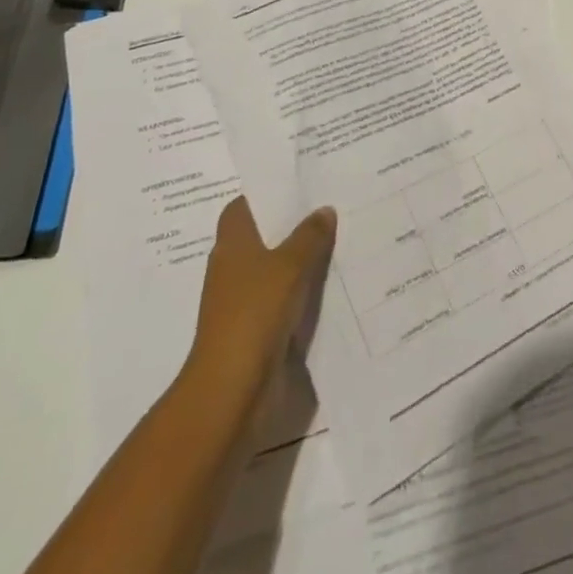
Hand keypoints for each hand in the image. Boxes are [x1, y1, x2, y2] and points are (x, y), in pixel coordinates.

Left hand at [181, 197, 336, 406]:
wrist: (233, 389)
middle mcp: (233, 268)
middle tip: (330, 206)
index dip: (266, 194)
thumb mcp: (289, 265)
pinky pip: (285, 298)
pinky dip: (303, 291)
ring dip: (301, 259)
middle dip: (292, 224)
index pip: (243, 207)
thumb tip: (324, 210)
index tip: (299, 183)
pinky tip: (332, 283)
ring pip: (276, 268)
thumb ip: (309, 235)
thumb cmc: (254, 313)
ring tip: (340, 240)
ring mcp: (243, 301)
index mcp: (232, 244)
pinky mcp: (257, 330)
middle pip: (262, 236)